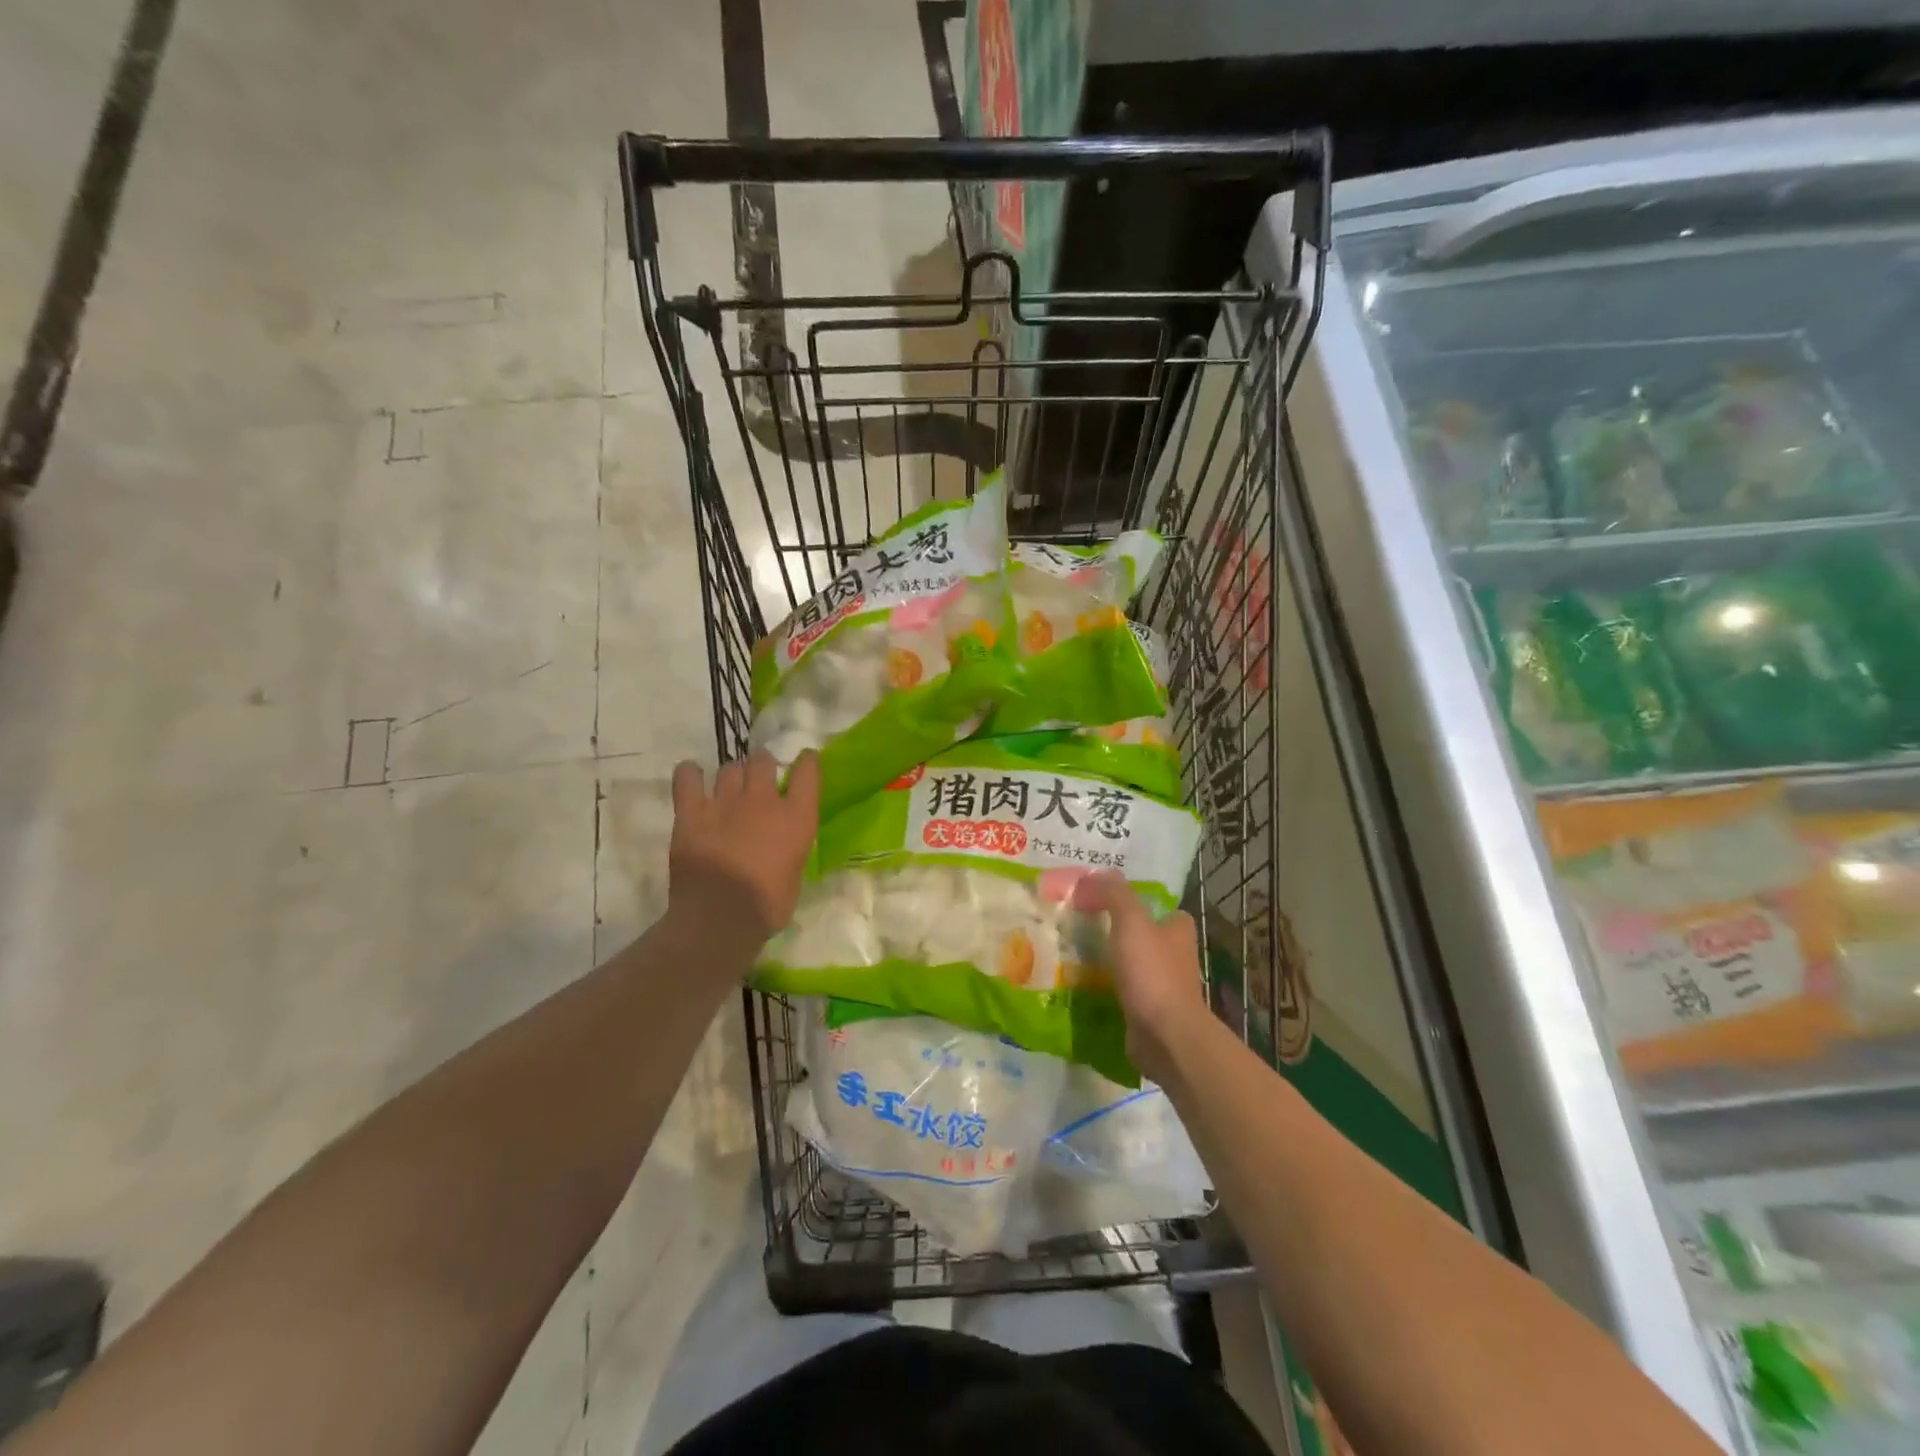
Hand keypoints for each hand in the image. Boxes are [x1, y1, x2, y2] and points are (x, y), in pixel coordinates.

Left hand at [668, 750, 819, 948]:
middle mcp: (763, 801)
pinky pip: (687, 778)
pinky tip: (692, 777)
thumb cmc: (767, 906)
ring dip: (732, 775)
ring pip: (729, 768)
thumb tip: (782, 844)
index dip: (807, 762)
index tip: (806, 760)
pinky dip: (690, 774)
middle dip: (762, 766)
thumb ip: (790, 849)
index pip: (807, 772)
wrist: (719, 918)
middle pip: (762, 761)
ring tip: (728, 788)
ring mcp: (725, 803)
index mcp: (796, 818)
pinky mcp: (691, 812)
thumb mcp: (795, 875)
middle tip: (758, 782)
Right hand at [1073, 871, 1210, 1082]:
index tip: (1100, 900)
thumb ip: (1116, 894)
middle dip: (1115, 930)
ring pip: (1131, 964)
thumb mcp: (1132, 922)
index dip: (1132, 901)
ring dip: (1108, 960)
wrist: (1166, 1037)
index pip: (1156, 907)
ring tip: (1072, 954)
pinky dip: (1106, 988)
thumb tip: (1098, 873)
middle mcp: (1175, 955)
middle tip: (1078, 925)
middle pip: (1142, 934)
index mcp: (1178, 930)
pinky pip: (1123, 991)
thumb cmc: (1152, 973)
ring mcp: (1163, 986)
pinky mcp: (1149, 1012)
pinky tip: (1082, 986)